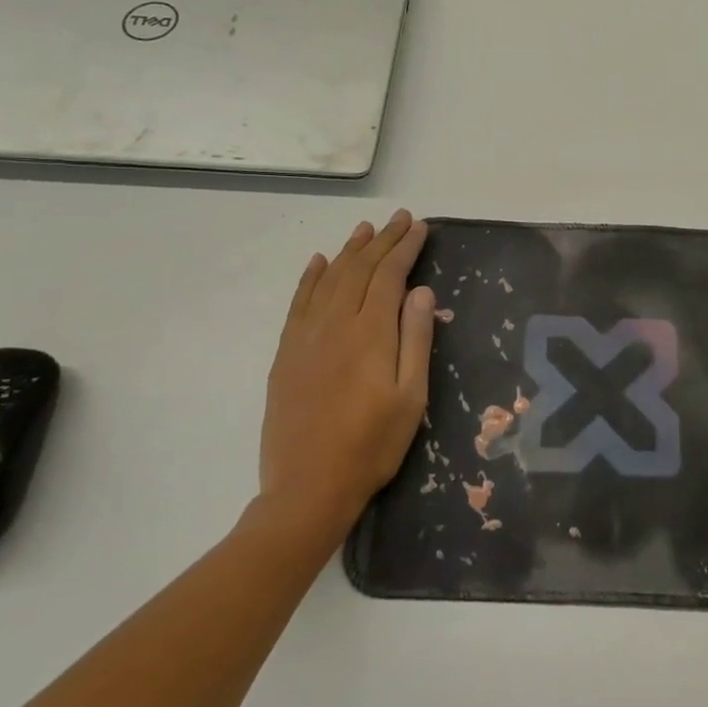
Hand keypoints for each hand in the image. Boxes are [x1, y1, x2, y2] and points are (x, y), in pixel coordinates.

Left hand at [254, 211, 433, 544]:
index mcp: (370, 333)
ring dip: (349, 251)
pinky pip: (299, 303)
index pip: (390, 275)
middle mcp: (335, 324)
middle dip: (382, 240)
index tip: (419, 226)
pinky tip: (319, 262)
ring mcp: (305, 337)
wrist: (307, 488)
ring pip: (329, 279)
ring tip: (365, 230)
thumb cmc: (371, 445)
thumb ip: (416, 339)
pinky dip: (311, 277)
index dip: (405, 247)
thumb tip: (421, 291)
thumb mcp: (411, 397)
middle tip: (399, 218)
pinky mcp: (286, 353)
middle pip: (359, 269)